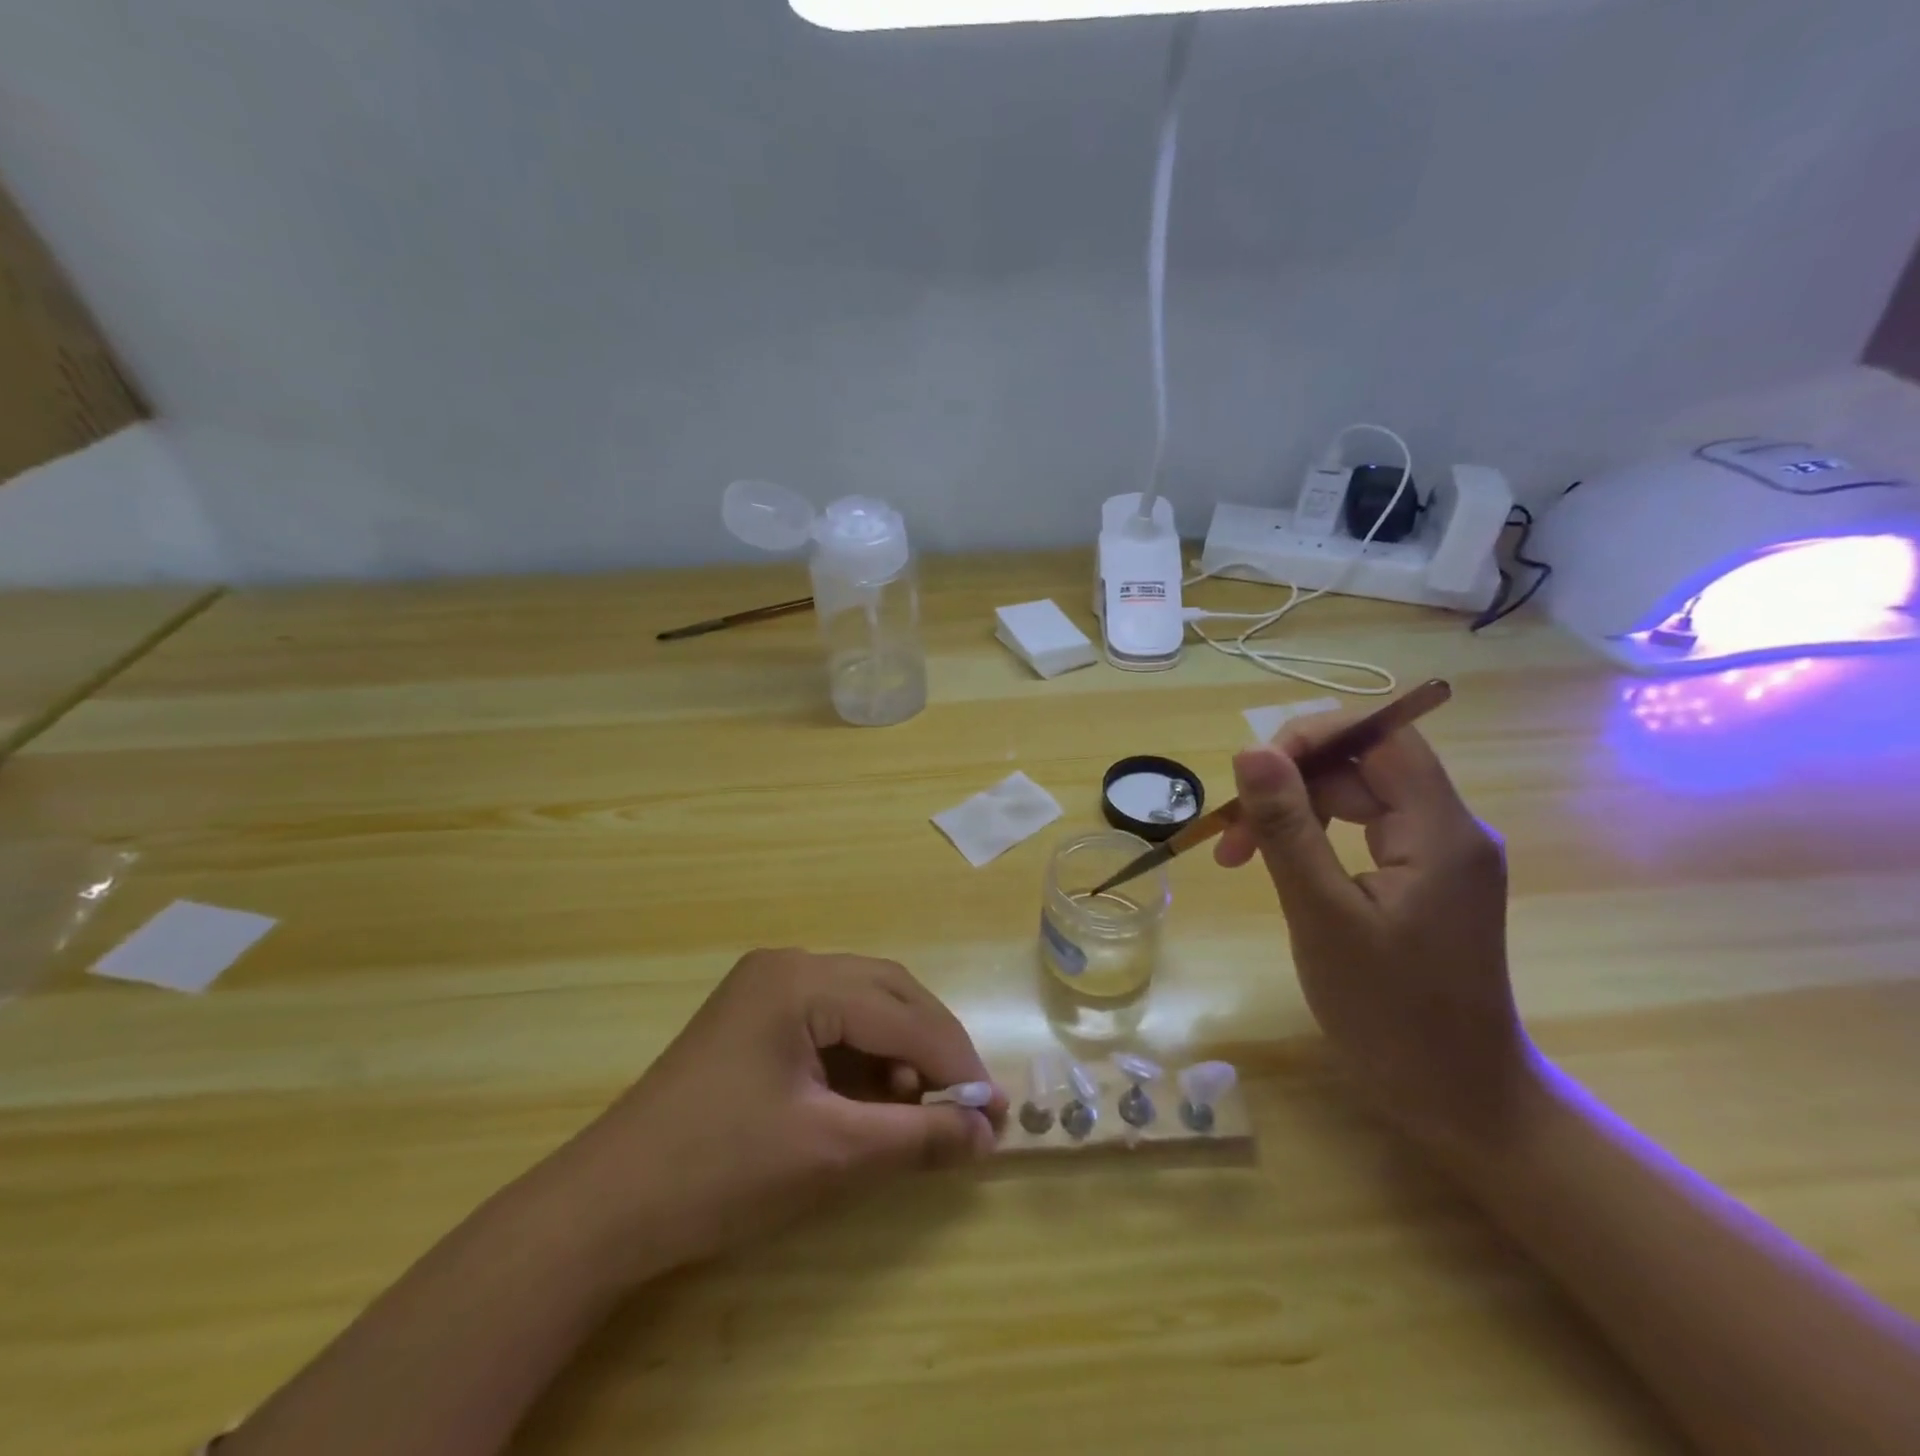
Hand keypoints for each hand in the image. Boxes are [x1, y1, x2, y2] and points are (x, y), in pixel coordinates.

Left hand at [553, 950, 1004, 1282]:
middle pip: (887, 993)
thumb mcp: (831, 1154)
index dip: (954, 1063)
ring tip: (920, 1106)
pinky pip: (830, 1021)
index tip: (996, 1111)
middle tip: (968, 1102)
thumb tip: (988, 1135)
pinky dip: (863, 1055)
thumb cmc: (721, 1171)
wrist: (607, 1207)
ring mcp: (766, 987)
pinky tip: (874, 1096)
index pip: (902, 1015)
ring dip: (900, 1049)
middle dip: (932, 1046)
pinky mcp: (755, 1016)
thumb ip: (917, 1137)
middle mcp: (787, 966)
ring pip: (862, 1004)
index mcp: (801, 981)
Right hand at [1215, 715, 1530, 1143]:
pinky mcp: (1425, 881)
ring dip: (1296, 814)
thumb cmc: (1390, 1014)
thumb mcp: (1323, 915)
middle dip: (1291, 786)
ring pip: (1358, 799)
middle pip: (1363, 767)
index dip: (1313, 736)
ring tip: (1243, 858)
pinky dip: (1316, 840)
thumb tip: (1251, 752)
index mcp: (1440, 830)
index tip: (1251, 773)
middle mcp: (1449, 830)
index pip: (1380, 736)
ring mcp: (1439, 857)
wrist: (1459, 1099)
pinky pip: (1364, 833)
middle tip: (1232, 839)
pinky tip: (1284, 869)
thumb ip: (1288, 828)